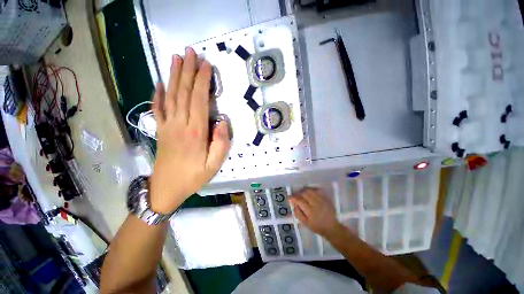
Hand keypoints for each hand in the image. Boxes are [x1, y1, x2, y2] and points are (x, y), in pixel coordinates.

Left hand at [149, 48, 230, 213]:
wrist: (166, 189)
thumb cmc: (193, 177)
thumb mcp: (214, 165)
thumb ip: (221, 143)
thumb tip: (222, 122)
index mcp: (195, 132)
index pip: (199, 100)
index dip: (202, 81)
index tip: (207, 65)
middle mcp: (179, 124)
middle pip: (183, 92)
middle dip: (188, 71)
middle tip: (191, 52)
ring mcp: (167, 126)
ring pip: (170, 96)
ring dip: (173, 76)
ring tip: (176, 58)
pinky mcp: (160, 130)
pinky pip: (157, 108)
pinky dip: (158, 94)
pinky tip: (159, 83)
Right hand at [289, 187, 340, 236]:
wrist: (332, 227)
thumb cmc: (317, 226)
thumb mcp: (305, 223)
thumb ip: (298, 213)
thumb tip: (293, 204)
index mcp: (310, 211)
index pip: (299, 200)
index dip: (293, 197)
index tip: (289, 197)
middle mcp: (315, 203)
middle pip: (304, 193)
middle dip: (298, 193)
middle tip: (296, 196)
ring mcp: (321, 199)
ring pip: (310, 190)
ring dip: (304, 190)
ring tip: (302, 194)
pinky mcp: (325, 198)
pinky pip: (317, 190)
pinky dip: (312, 190)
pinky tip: (310, 193)